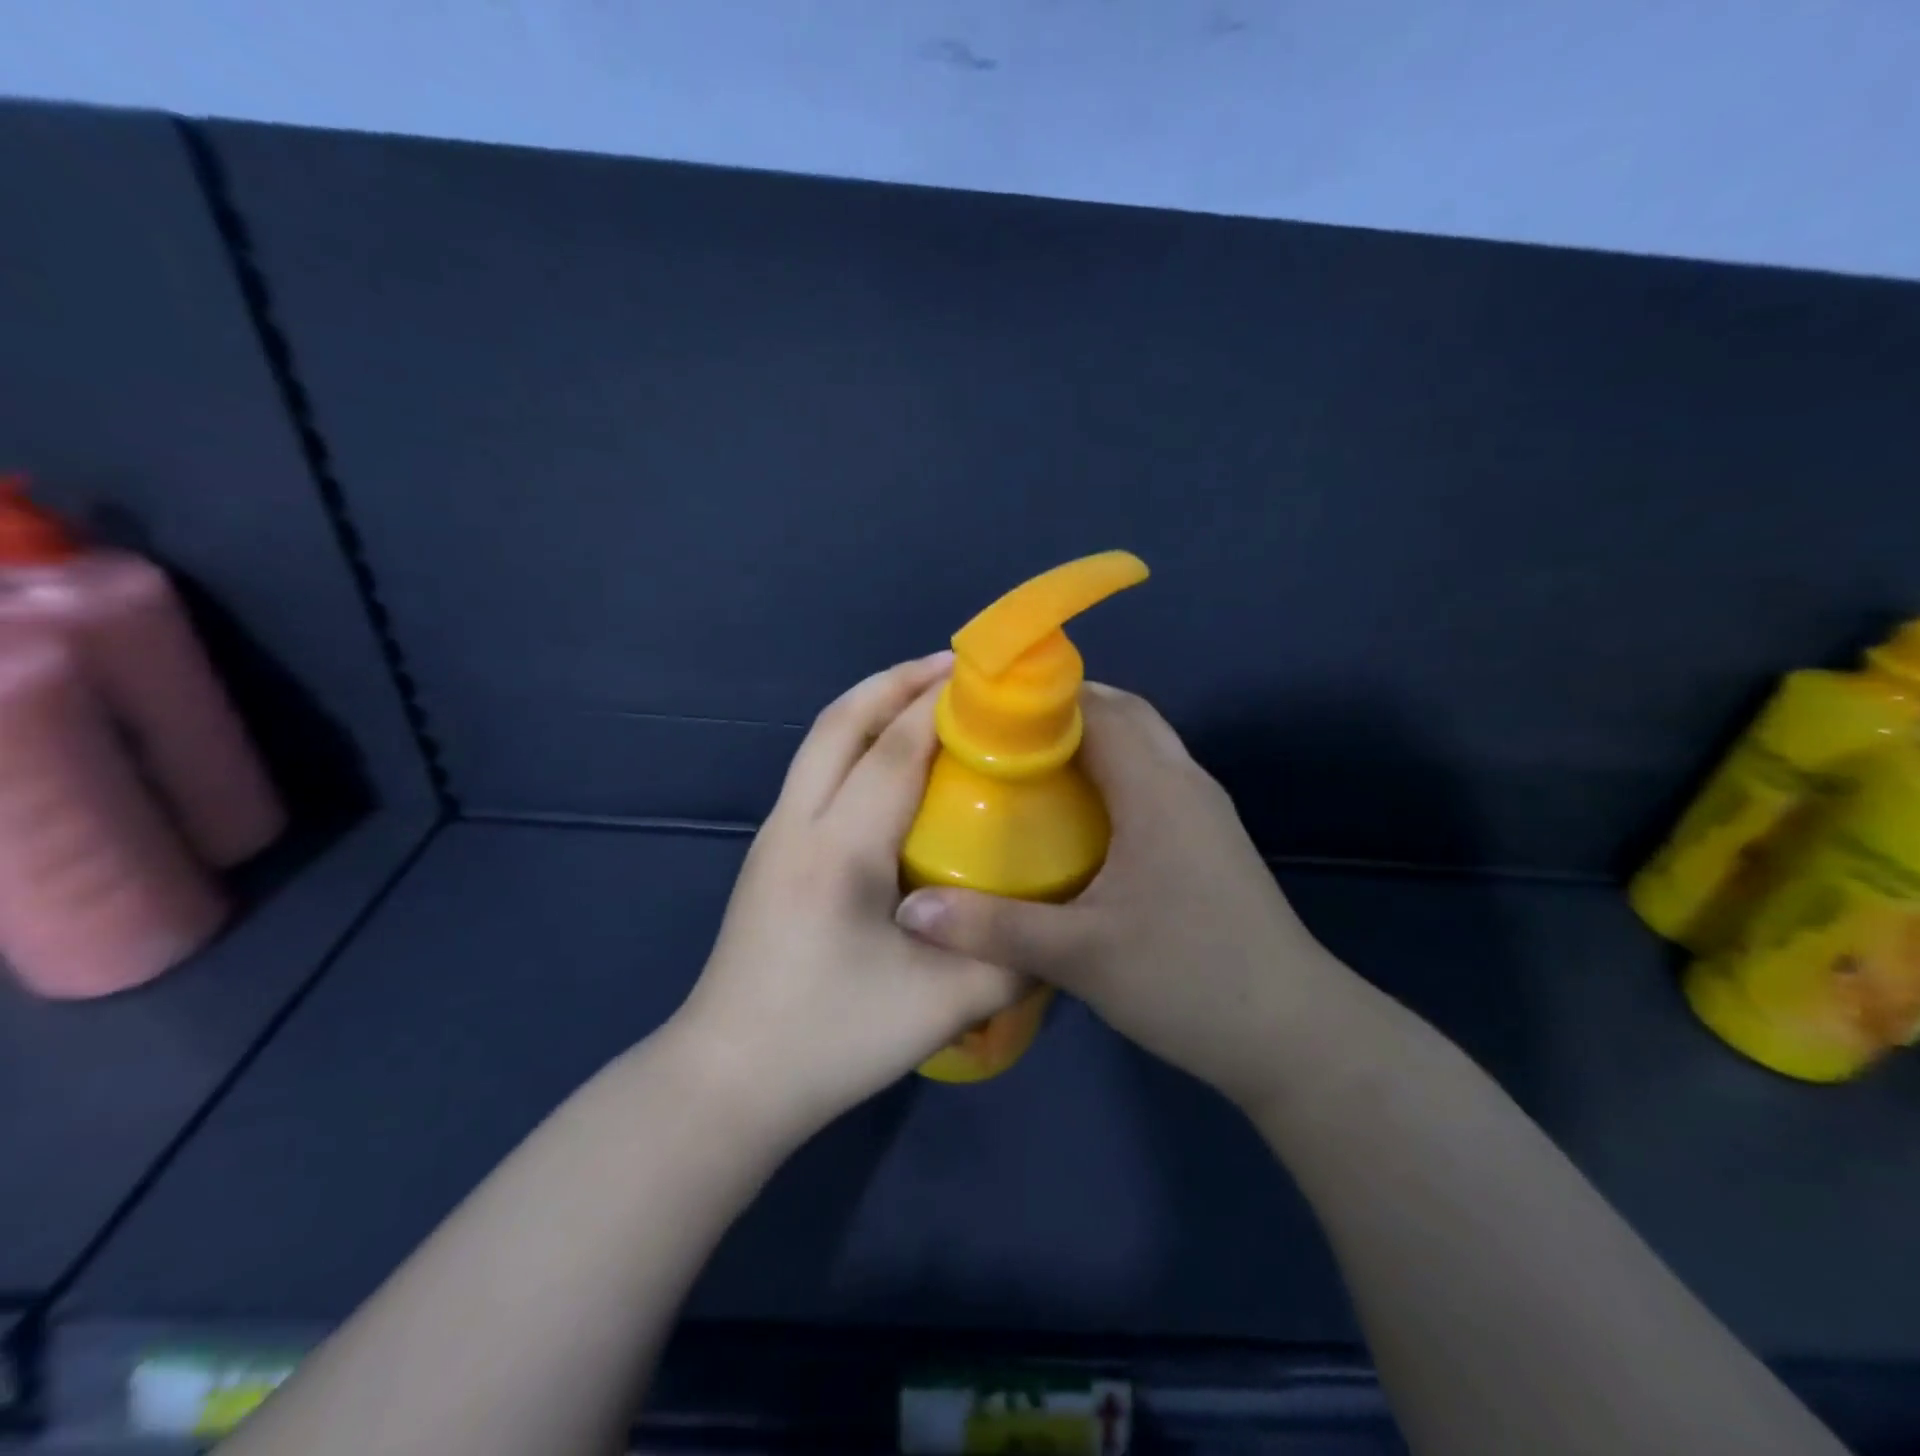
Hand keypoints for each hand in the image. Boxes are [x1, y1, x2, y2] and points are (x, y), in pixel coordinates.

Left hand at [671, 654, 1024, 1143]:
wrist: (726, 1081)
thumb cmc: (829, 1039)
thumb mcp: (941, 1006)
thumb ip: (1009, 958)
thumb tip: (1057, 927)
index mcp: (839, 848)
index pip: (894, 749)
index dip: (939, 705)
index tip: (984, 678)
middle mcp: (798, 823)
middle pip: (841, 722)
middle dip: (895, 681)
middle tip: (952, 669)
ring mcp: (775, 835)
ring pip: (820, 741)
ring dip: (870, 706)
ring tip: (924, 700)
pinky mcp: (770, 854)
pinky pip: (815, 770)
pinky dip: (854, 741)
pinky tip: (890, 767)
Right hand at [894, 684, 1360, 1113]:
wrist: (1294, 1035)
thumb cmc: (1189, 979)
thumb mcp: (1080, 955)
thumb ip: (992, 929)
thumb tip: (909, 912)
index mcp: (1156, 788)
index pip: (1098, 707)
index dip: (1041, 697)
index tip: (984, 706)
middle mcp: (1184, 782)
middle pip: (1124, 715)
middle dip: (1062, 711)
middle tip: (998, 734)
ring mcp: (1203, 811)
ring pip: (1142, 747)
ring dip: (1090, 741)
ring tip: (1025, 765)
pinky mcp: (1208, 840)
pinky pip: (1152, 780)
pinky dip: (1111, 774)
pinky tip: (1074, 816)